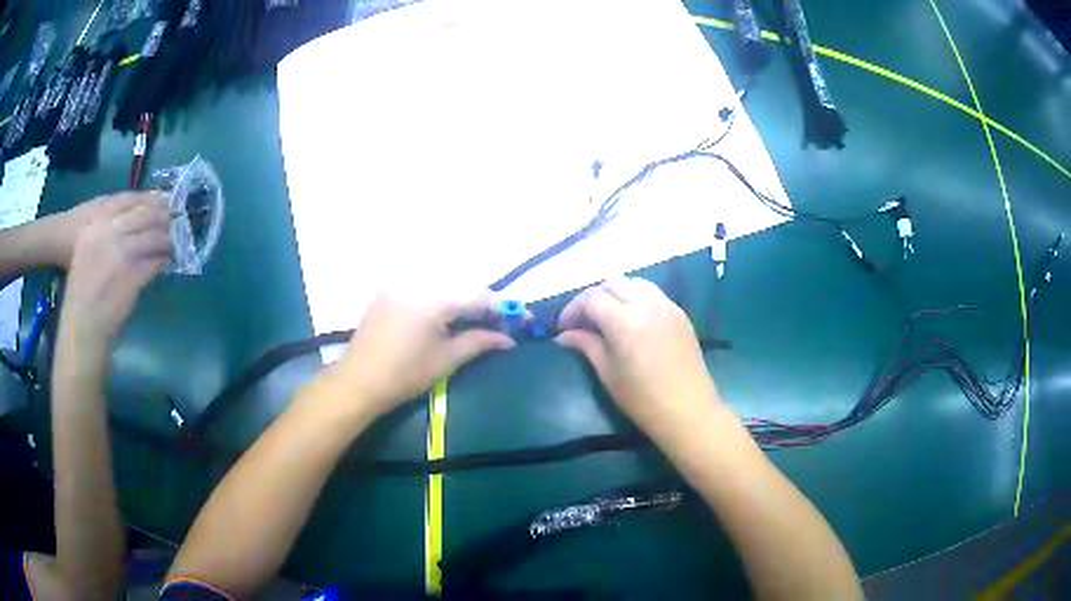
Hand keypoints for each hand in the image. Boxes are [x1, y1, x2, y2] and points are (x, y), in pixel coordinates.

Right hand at [61, 192, 170, 344]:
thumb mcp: (88, 248)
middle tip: (178, 214)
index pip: (128, 200)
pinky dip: (164, 259)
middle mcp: (109, 231)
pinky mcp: (133, 272)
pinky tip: (171, 258)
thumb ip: (106, 231)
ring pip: (152, 235)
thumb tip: (134, 221)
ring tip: (180, 236)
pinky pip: (154, 260)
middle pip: (143, 214)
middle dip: (163, 213)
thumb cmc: (83, 288)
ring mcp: (122, 250)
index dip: (149, 199)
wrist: (83, 321)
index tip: (163, 198)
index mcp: (97, 222)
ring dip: (168, 236)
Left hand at [324, 289, 515, 417]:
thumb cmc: (405, 374)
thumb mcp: (446, 359)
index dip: (503, 306)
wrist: (358, 381)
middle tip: (500, 321)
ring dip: (462, 299)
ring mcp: (400, 284)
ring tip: (476, 320)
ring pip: (442, 285)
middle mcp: (417, 282)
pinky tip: (446, 316)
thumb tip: (508, 340)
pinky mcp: (388, 292)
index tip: (522, 318)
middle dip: (483, 302)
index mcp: (434, 298)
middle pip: (461, 286)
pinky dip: (440, 298)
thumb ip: (479, 342)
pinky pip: (422, 288)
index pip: (478, 295)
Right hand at [556, 277, 720, 441]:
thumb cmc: (643, 399)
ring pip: (634, 284)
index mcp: (624, 321)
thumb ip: (586, 345)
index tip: (564, 328)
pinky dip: (636, 298)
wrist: (688, 410)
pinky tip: (632, 321)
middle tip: (583, 321)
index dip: (572, 309)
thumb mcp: (608, 373)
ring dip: (616, 294)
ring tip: (607, 317)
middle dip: (593, 298)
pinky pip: (652, 294)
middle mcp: (646, 304)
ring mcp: (666, 306)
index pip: (591, 298)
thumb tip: (564, 335)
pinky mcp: (679, 313)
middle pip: (612, 284)